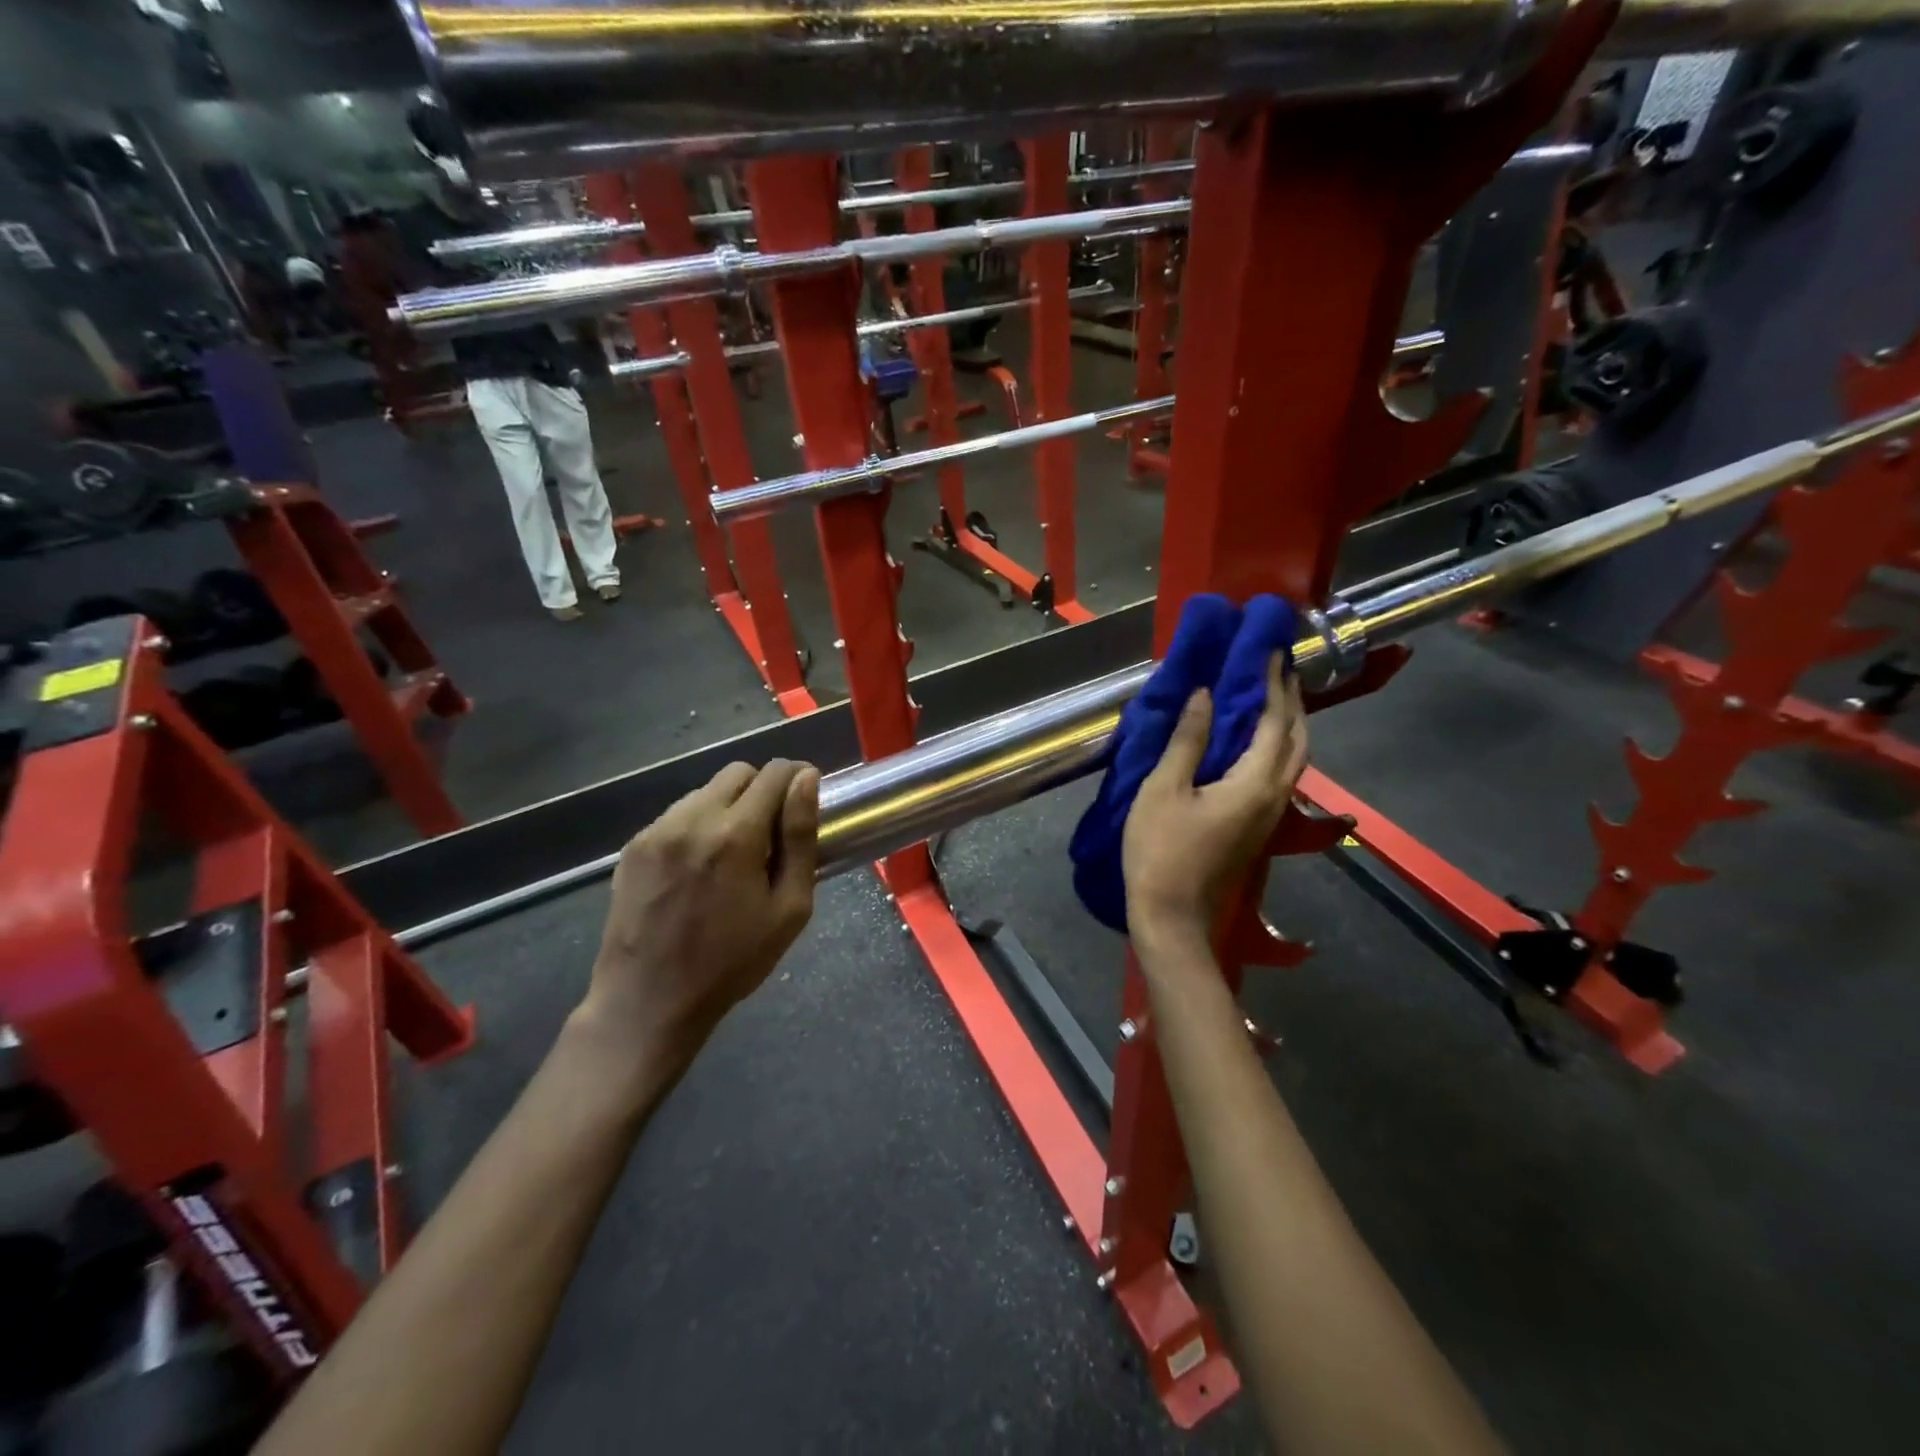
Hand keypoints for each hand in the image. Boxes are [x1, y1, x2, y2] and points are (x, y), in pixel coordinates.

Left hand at [581, 760, 820, 1074]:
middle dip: (763, 789)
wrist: (648, 1000)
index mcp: (735, 834)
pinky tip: (700, 866)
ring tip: (733, 852)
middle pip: (738, 772)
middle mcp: (692, 819)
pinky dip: (698, 824)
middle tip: (772, 831)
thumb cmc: (732, 962)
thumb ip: (801, 838)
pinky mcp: (634, 846)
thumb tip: (807, 780)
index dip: (797, 777)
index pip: (774, 773)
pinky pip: (678, 814)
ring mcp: (657, 830)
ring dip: (729, 806)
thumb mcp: (788, 908)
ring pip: (705, 790)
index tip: (806, 797)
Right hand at [1123, 654, 1308, 952]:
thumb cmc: (1160, 851)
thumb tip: (1205, 695)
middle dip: (1291, 700)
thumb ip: (1187, 740)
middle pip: (1297, 739)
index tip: (1268, 648)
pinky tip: (1256, 740)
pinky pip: (1279, 773)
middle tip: (1278, 667)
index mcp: (1254, 782)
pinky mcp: (1258, 827)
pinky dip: (1276, 746)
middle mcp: (1274, 795)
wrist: (1173, 917)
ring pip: (1293, 759)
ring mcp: (1269, 815)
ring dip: (1288, 723)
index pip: (1274, 720)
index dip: (1272, 682)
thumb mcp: (1163, 790)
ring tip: (1273, 696)